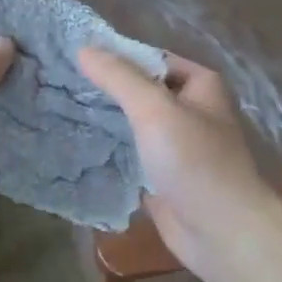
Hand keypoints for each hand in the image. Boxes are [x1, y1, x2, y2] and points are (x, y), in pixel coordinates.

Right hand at [77, 48, 281, 281]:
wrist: (223, 233)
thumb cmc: (195, 161)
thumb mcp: (155, 109)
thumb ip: (119, 78)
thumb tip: (84, 48)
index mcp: (199, 85)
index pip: (150, 59)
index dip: (115, 57)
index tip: (73, 57)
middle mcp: (190, 111)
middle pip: (140, 92)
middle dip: (105, 90)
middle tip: (59, 83)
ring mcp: (176, 146)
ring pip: (133, 125)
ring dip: (104, 121)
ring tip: (58, 110)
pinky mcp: (162, 177)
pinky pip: (130, 156)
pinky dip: (108, 152)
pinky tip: (74, 145)